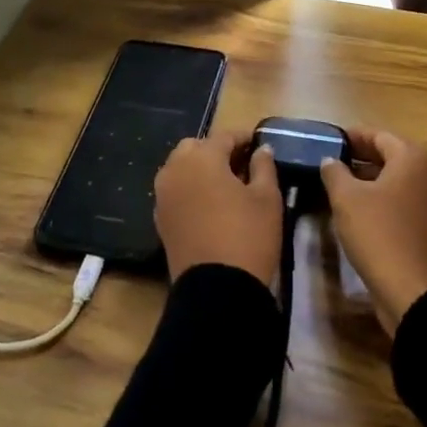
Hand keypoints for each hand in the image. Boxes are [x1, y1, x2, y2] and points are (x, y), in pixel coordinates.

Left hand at [153, 130, 283, 286]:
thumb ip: (263, 166)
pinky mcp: (159, 219)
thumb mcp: (267, 198)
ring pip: (180, 168)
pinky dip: (190, 189)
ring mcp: (163, 195)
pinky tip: (209, 204)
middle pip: (195, 148)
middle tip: (241, 164)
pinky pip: (175, 191)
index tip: (259, 144)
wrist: (216, 290)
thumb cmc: (248, 235)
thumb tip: (261, 150)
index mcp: (202, 158)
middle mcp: (175, 169)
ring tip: (225, 184)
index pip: (224, 136)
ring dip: (200, 168)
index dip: (243, 138)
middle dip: (216, 150)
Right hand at [319, 128, 426, 334]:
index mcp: (413, 158)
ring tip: (343, 186)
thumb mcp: (347, 200)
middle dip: (362, 157)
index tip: (331, 140)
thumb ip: (335, 173)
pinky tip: (362, 211)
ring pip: (399, 180)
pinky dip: (386, 199)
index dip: (353, 136)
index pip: (379, 135)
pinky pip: (406, 201)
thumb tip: (330, 160)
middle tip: (333, 162)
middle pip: (392, 155)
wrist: (414, 291)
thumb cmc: (379, 234)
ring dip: (373, 179)